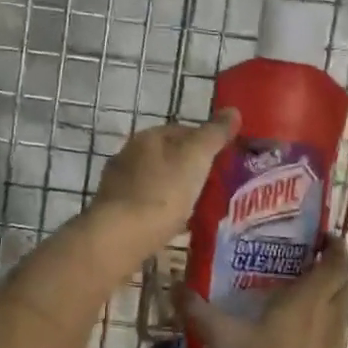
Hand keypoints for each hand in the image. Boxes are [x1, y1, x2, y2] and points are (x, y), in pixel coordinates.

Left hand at [91, 111, 239, 253]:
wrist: (120, 237)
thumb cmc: (162, 192)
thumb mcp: (196, 158)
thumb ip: (214, 134)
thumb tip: (233, 111)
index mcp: (148, 137)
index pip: (182, 130)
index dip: (205, 142)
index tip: (223, 160)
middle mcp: (128, 155)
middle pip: (167, 157)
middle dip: (188, 168)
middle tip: (213, 186)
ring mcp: (117, 185)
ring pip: (155, 182)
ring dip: (173, 190)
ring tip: (197, 208)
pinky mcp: (114, 213)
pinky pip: (145, 206)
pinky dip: (160, 211)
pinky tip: (173, 226)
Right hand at [178, 240, 347, 347]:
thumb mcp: (217, 335)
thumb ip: (196, 308)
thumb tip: (174, 284)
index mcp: (306, 300)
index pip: (335, 264)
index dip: (335, 248)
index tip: (324, 238)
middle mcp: (327, 318)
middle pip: (344, 286)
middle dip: (334, 272)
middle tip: (310, 266)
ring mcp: (332, 347)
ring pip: (341, 312)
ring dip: (331, 301)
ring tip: (304, 299)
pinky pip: (334, 339)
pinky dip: (324, 329)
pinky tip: (302, 336)